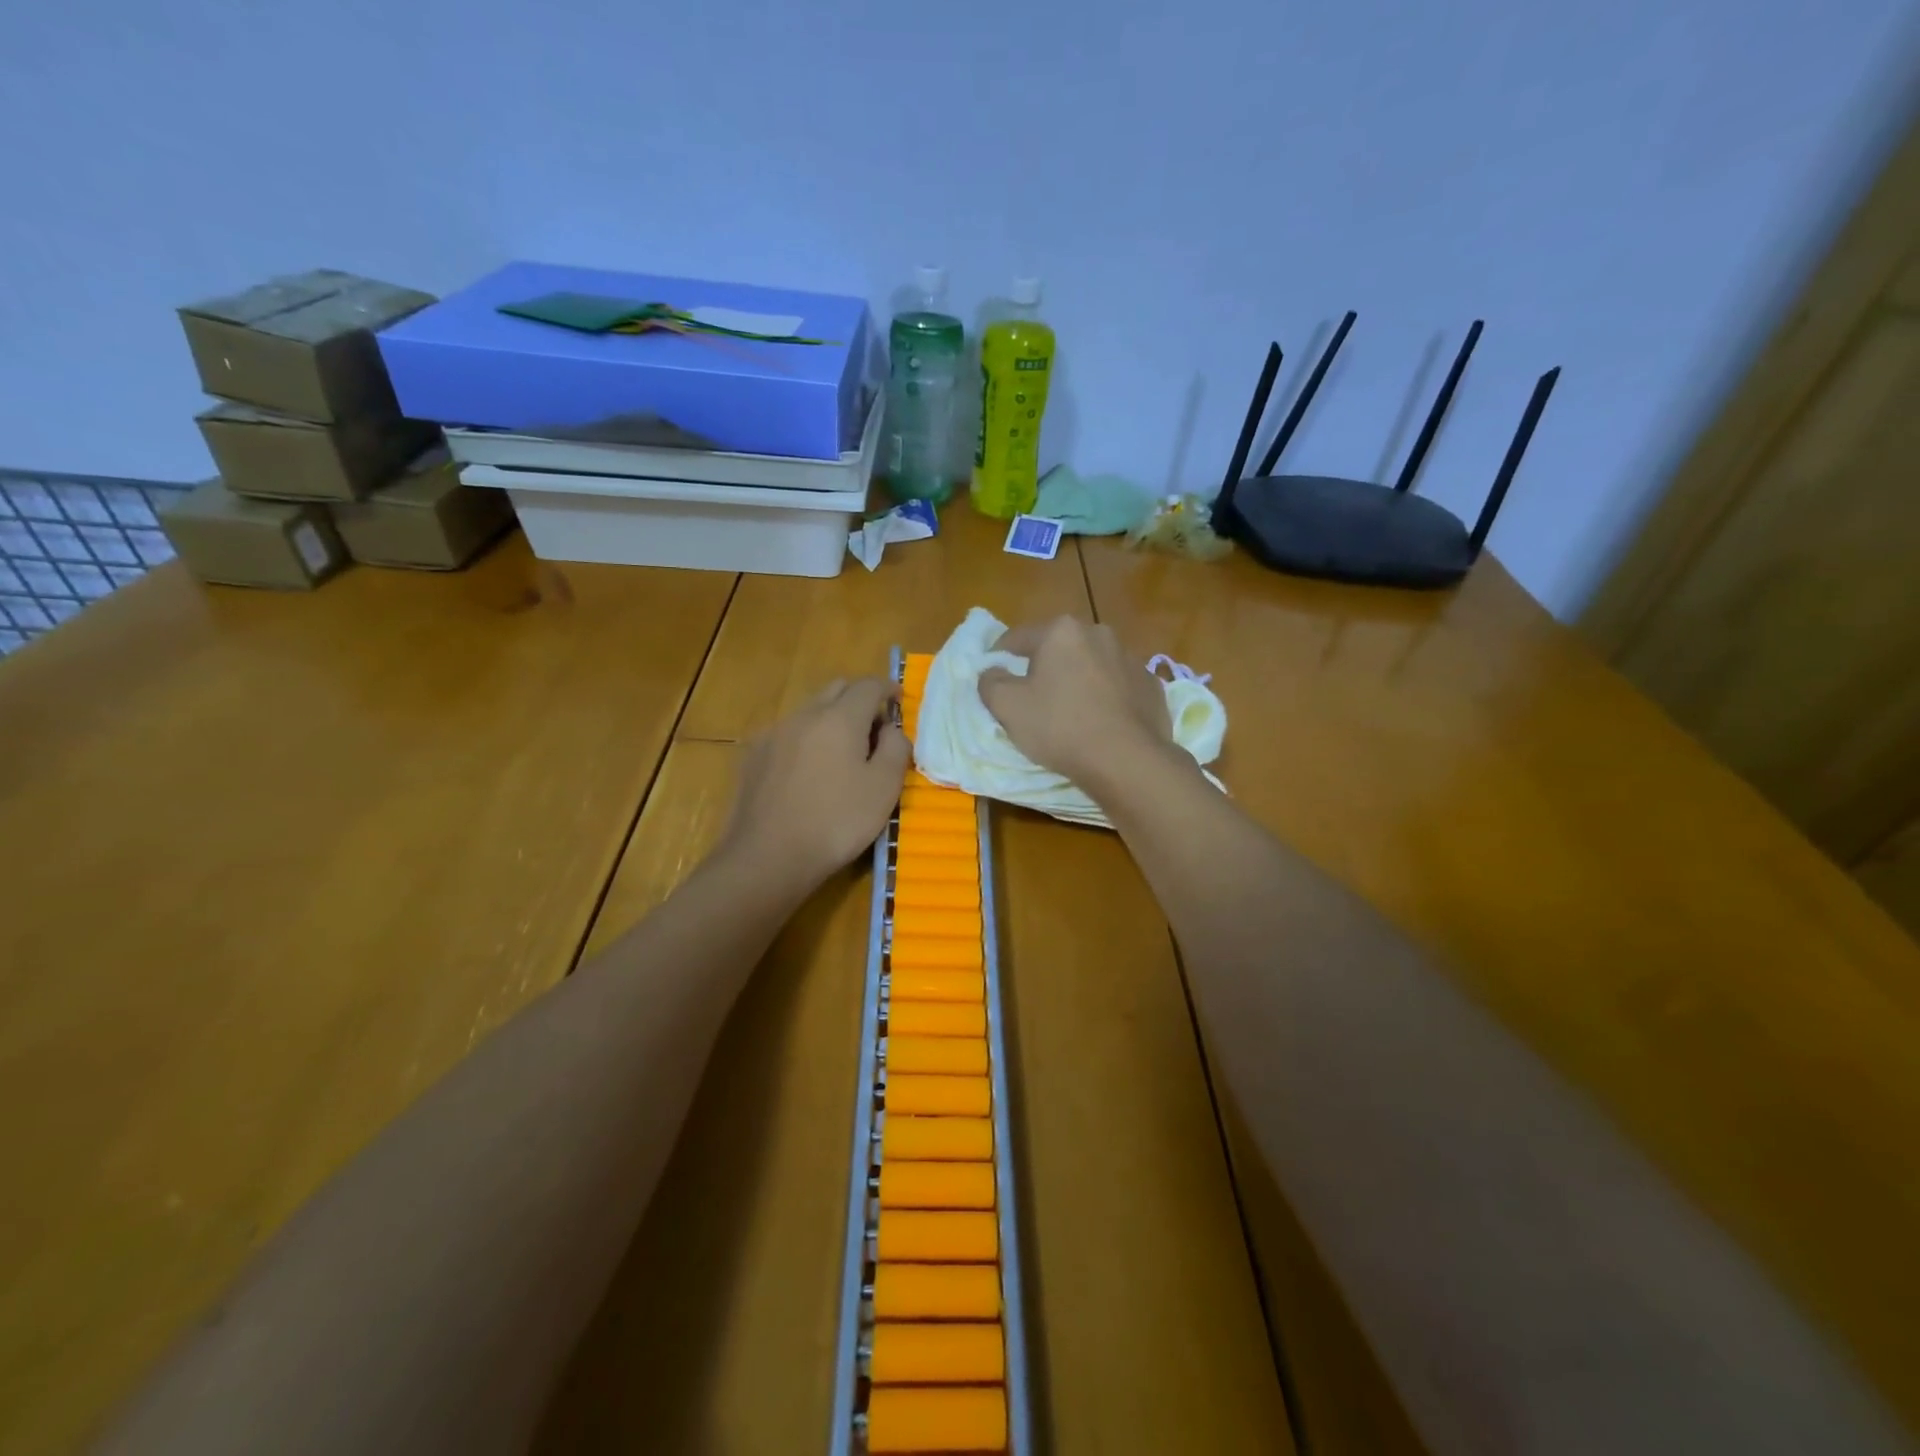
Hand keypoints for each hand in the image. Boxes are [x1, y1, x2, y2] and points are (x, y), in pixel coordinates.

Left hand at [722, 677, 909, 895]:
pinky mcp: (754, 755)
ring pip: (810, 709)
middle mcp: (805, 714)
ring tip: (842, 750)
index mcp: (840, 718)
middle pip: (836, 689)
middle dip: (859, 698)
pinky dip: (807, 737)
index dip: (888, 688)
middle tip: (874, 726)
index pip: (869, 685)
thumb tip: (892, 729)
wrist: (768, 857)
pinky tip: (809, 769)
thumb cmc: (837, 822)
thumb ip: (896, 749)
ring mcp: (774, 733)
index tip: (899, 701)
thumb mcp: (884, 789)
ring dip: (831, 717)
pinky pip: (788, 732)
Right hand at [978, 617, 1174, 796]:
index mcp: (1061, 631)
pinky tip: (1100, 723)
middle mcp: (1098, 633)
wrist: (1127, 760)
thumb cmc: (1060, 727)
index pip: (1017, 638)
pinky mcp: (1151, 685)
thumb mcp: (1008, 707)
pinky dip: (1106, 698)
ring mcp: (1130, 658)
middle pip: (1058, 648)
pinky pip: (1118, 686)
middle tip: (1032, 698)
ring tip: (1069, 712)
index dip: (999, 657)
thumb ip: (990, 682)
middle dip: (1043, 667)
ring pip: (1091, 665)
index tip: (993, 678)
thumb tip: (992, 672)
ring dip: (1077, 680)